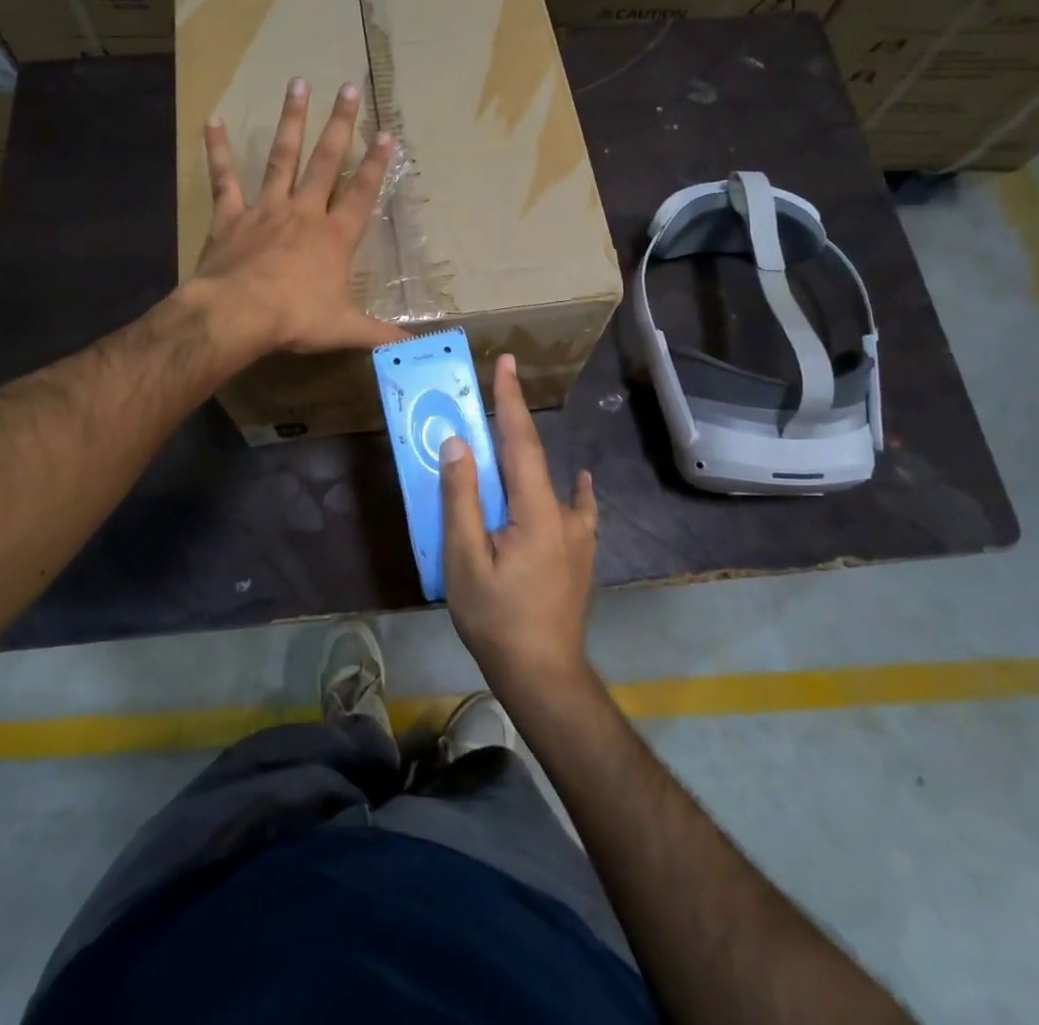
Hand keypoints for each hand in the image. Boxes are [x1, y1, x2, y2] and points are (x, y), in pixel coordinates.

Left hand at [191, 78, 404, 355]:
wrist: (237, 315)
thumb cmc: (295, 319)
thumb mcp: (344, 329)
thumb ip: (380, 336)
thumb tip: (416, 349)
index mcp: (334, 236)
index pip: (362, 194)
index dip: (377, 165)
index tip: (386, 133)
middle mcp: (304, 212)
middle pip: (327, 162)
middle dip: (340, 125)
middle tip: (349, 87)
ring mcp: (266, 209)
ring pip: (282, 157)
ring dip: (291, 121)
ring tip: (298, 84)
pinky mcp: (231, 216)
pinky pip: (225, 178)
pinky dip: (218, 150)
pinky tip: (214, 120)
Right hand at [441, 354, 597, 701]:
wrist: (544, 675)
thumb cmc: (497, 619)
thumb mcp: (465, 560)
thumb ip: (461, 499)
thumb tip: (458, 444)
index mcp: (536, 509)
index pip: (521, 441)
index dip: (511, 400)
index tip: (508, 362)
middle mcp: (564, 513)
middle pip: (534, 456)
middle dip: (513, 421)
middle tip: (494, 395)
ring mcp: (578, 535)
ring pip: (552, 482)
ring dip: (529, 455)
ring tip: (509, 442)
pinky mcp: (580, 554)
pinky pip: (578, 509)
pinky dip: (575, 489)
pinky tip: (581, 483)